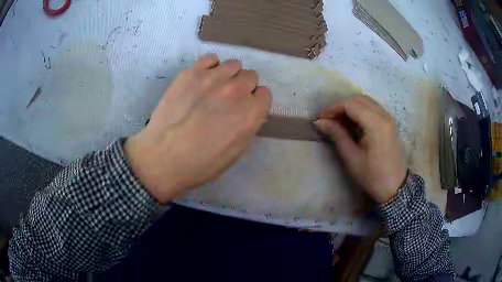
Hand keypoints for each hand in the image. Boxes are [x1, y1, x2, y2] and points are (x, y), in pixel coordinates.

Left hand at [124, 54, 271, 203]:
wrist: (163, 157)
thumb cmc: (201, 163)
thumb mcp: (236, 152)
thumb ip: (249, 125)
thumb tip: (249, 111)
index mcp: (250, 113)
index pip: (265, 94)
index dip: (255, 102)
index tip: (246, 108)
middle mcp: (236, 91)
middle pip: (251, 76)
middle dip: (244, 88)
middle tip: (228, 100)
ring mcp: (213, 78)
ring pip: (234, 64)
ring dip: (229, 75)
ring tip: (215, 88)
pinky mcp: (192, 72)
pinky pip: (211, 58)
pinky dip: (211, 66)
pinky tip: (203, 80)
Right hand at [314, 95, 406, 203]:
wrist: (395, 187)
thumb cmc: (373, 176)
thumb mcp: (352, 158)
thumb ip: (337, 135)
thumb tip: (319, 122)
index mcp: (376, 125)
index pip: (351, 105)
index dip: (333, 108)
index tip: (320, 118)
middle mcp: (384, 115)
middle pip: (358, 99)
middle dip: (340, 106)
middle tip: (327, 119)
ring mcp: (388, 117)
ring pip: (365, 101)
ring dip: (349, 107)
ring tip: (337, 120)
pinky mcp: (389, 122)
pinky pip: (372, 108)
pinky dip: (359, 110)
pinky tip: (352, 122)